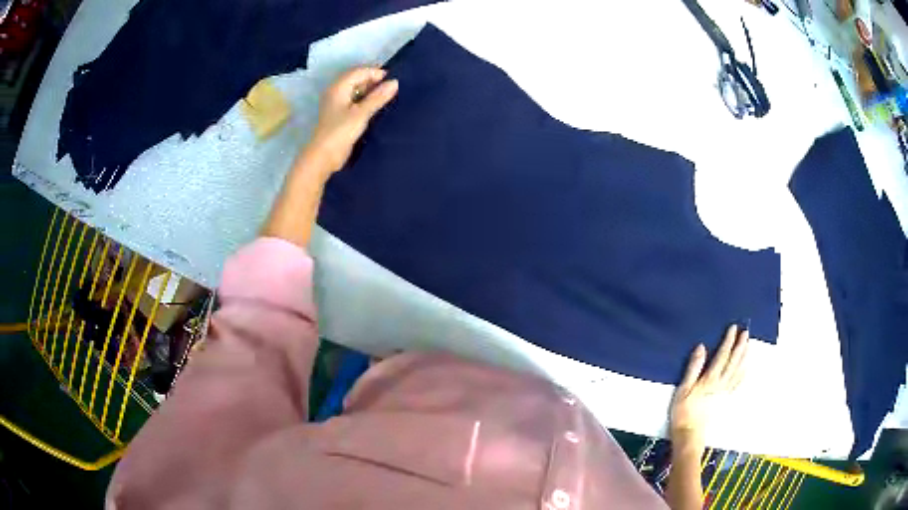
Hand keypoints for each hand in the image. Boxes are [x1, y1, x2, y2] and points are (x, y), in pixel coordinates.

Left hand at [305, 66, 398, 173]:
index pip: (359, 72)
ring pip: (356, 90)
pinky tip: (376, 106)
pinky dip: (365, 100)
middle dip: (373, 81)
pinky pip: (355, 101)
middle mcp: (336, 92)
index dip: (375, 73)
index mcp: (338, 87)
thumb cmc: (340, 132)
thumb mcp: (361, 113)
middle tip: (391, 88)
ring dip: (370, 91)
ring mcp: (337, 103)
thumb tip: (395, 82)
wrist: (323, 157)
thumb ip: (378, 97)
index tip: (393, 80)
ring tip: (387, 96)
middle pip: (357, 79)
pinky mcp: (339, 114)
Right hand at [670, 324, 749, 452]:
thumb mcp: (683, 389)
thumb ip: (693, 368)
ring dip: (744, 357)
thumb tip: (701, 348)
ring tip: (749, 345)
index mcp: (710, 379)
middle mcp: (721, 384)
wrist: (689, 435)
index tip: (733, 328)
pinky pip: (738, 383)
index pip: (722, 356)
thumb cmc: (683, 412)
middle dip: (740, 346)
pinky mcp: (725, 400)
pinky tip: (746, 368)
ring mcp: (725, 392)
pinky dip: (743, 373)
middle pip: (734, 362)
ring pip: (738, 371)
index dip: (728, 341)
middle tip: (746, 332)